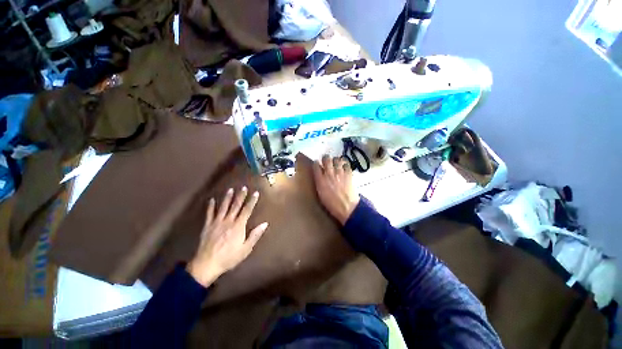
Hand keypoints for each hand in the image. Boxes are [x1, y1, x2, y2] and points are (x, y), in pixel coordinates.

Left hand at [186, 187, 267, 286]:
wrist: (207, 264)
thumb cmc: (229, 257)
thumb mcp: (246, 249)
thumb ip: (255, 235)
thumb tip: (265, 224)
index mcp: (238, 226)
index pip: (247, 210)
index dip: (252, 201)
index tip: (256, 193)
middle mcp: (228, 221)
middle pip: (236, 206)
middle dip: (240, 196)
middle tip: (243, 187)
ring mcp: (217, 222)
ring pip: (223, 207)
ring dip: (227, 198)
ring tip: (230, 189)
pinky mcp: (207, 226)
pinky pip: (209, 214)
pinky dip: (210, 206)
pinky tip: (211, 200)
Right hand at [313, 155, 359, 225]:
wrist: (347, 208)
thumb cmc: (332, 205)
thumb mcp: (321, 194)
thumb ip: (319, 183)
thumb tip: (319, 176)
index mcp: (320, 180)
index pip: (316, 165)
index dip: (316, 163)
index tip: (317, 164)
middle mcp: (329, 174)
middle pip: (326, 158)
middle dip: (325, 158)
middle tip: (326, 161)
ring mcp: (340, 173)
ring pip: (337, 159)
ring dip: (336, 160)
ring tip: (336, 164)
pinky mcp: (349, 174)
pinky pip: (347, 164)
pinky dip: (345, 165)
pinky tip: (344, 168)